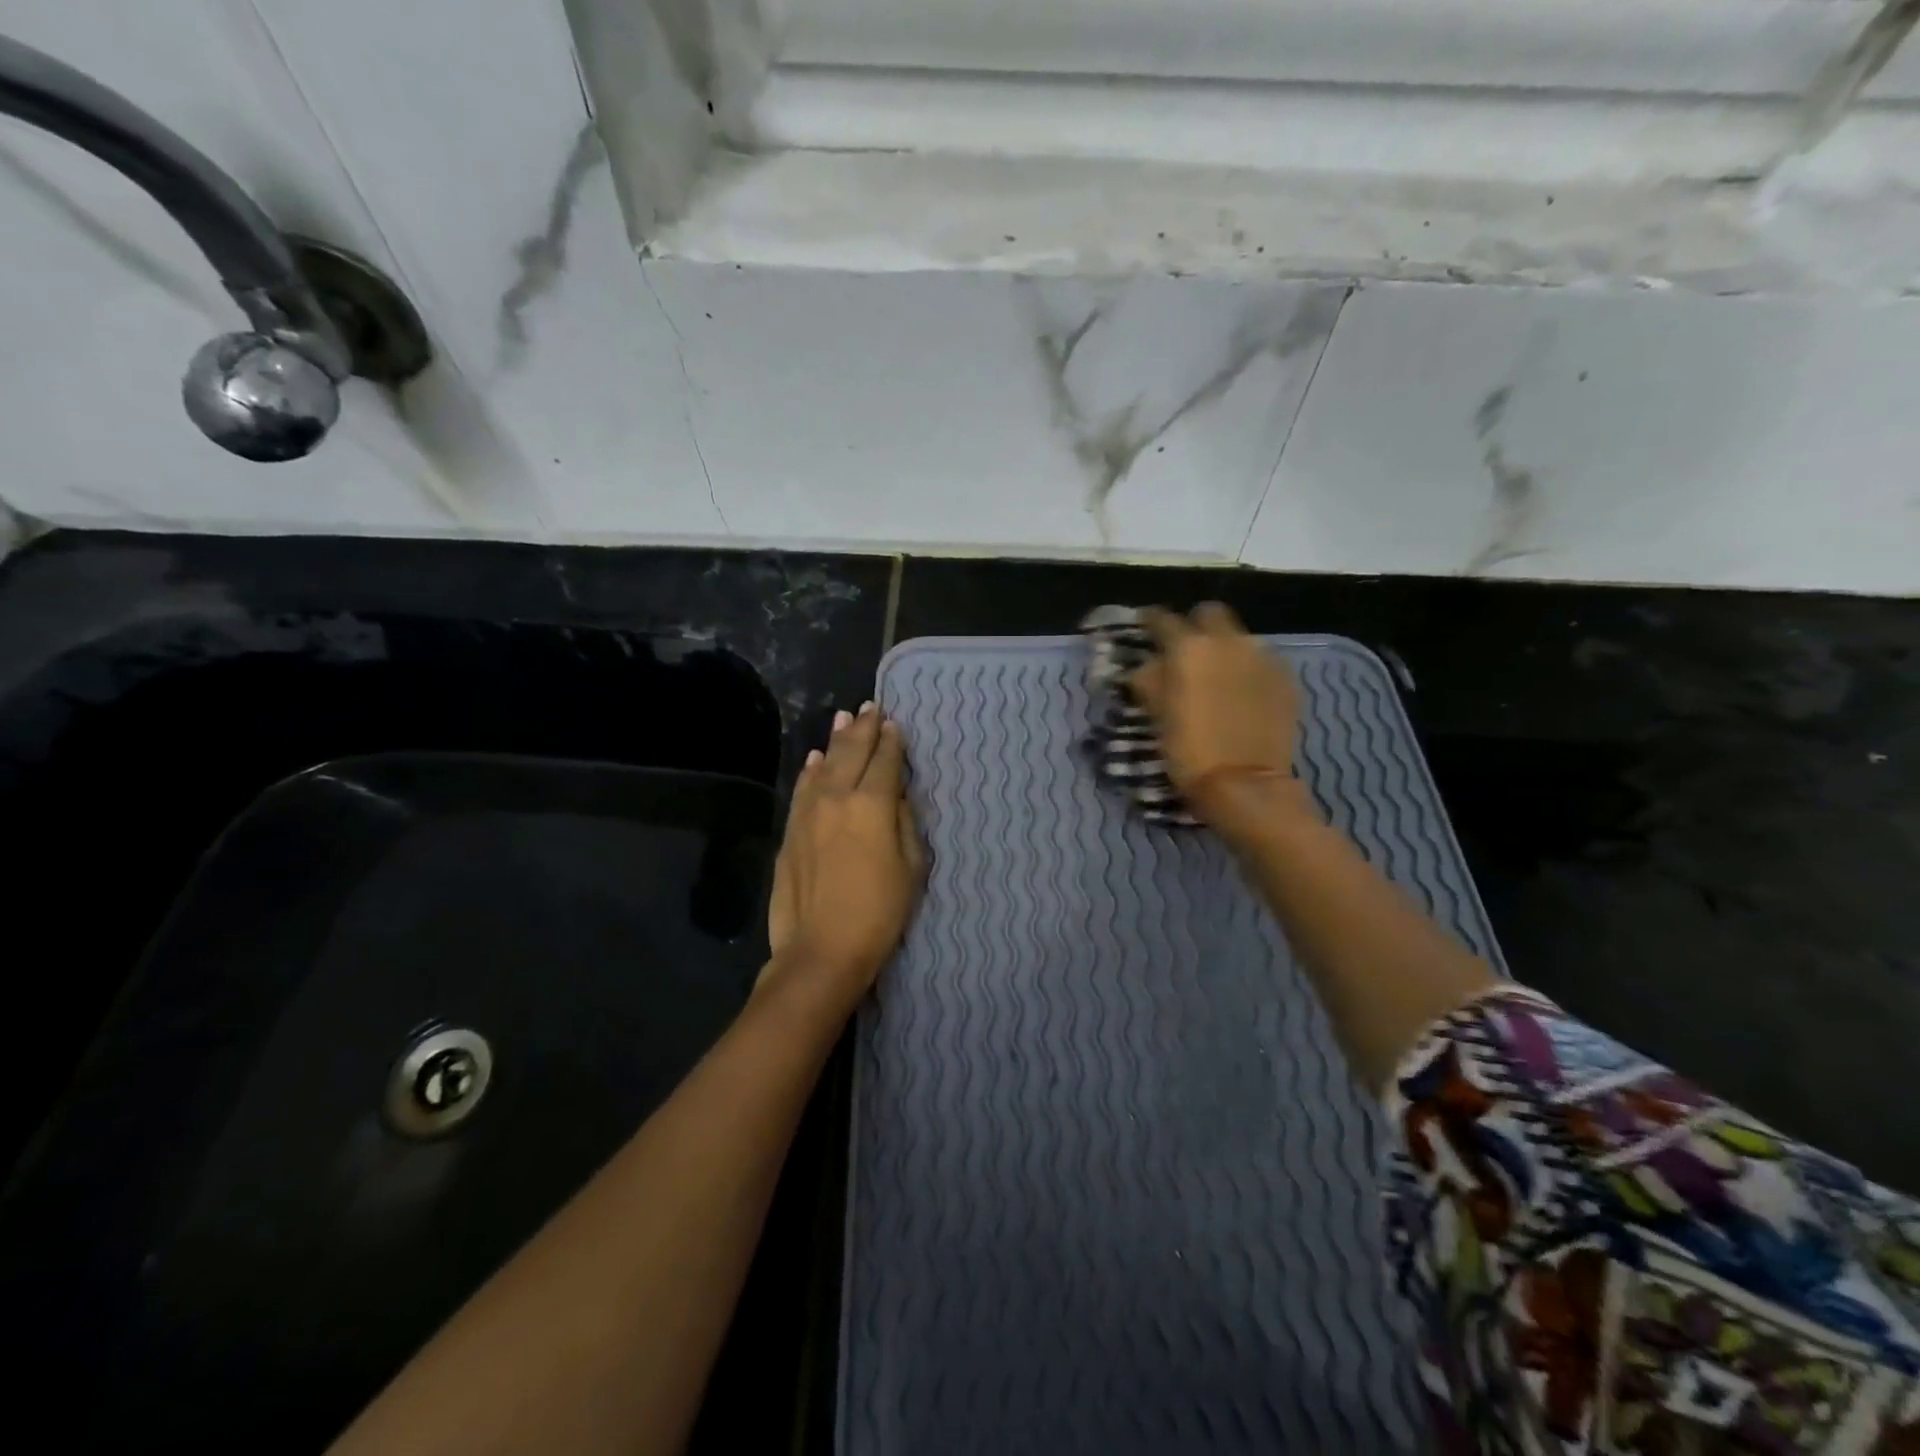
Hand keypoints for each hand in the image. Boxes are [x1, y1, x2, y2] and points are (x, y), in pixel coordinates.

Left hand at [766, 702, 926, 996]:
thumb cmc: (879, 913)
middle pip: (852, 753)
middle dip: (864, 729)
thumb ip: (905, 823)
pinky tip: (816, 760)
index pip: (886, 761)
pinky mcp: (791, 831)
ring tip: (845, 720)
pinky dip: (812, 770)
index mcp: (873, 804)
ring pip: (824, 765)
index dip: (892, 741)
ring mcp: (809, 813)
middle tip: (870, 707)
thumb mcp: (912, 868)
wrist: (821, 950)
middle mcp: (838, 797)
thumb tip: (897, 796)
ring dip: (836, 741)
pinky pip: (803, 789)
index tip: (895, 725)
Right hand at [1131, 603, 1306, 832]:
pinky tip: (1241, 693)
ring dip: (1224, 648)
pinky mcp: (1285, 677)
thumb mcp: (1156, 715)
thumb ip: (1150, 680)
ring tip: (1216, 675)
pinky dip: (1247, 668)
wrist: (1245, 784)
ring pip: (1239, 636)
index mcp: (1189, 648)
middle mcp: (1228, 641)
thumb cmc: (1189, 751)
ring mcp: (1262, 657)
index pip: (1163, 619)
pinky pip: (1261, 659)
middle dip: (1195, 625)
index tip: (1144, 627)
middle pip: (1210, 614)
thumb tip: (1147, 664)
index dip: (1150, 621)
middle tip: (1185, 649)